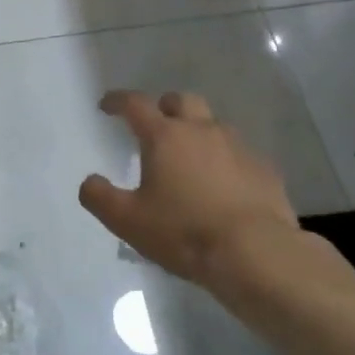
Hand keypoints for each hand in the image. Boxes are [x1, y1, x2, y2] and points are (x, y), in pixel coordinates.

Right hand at [79, 90, 343, 314]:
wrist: (256, 253)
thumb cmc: (184, 232)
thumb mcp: (127, 221)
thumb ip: (100, 197)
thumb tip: (90, 182)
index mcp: (165, 137)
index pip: (135, 104)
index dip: (118, 101)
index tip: (106, 106)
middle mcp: (202, 130)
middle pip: (181, 100)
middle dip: (164, 107)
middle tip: (154, 126)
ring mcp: (238, 147)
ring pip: (213, 124)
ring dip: (197, 131)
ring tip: (189, 157)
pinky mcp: (264, 168)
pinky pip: (239, 152)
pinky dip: (224, 159)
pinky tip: (222, 184)